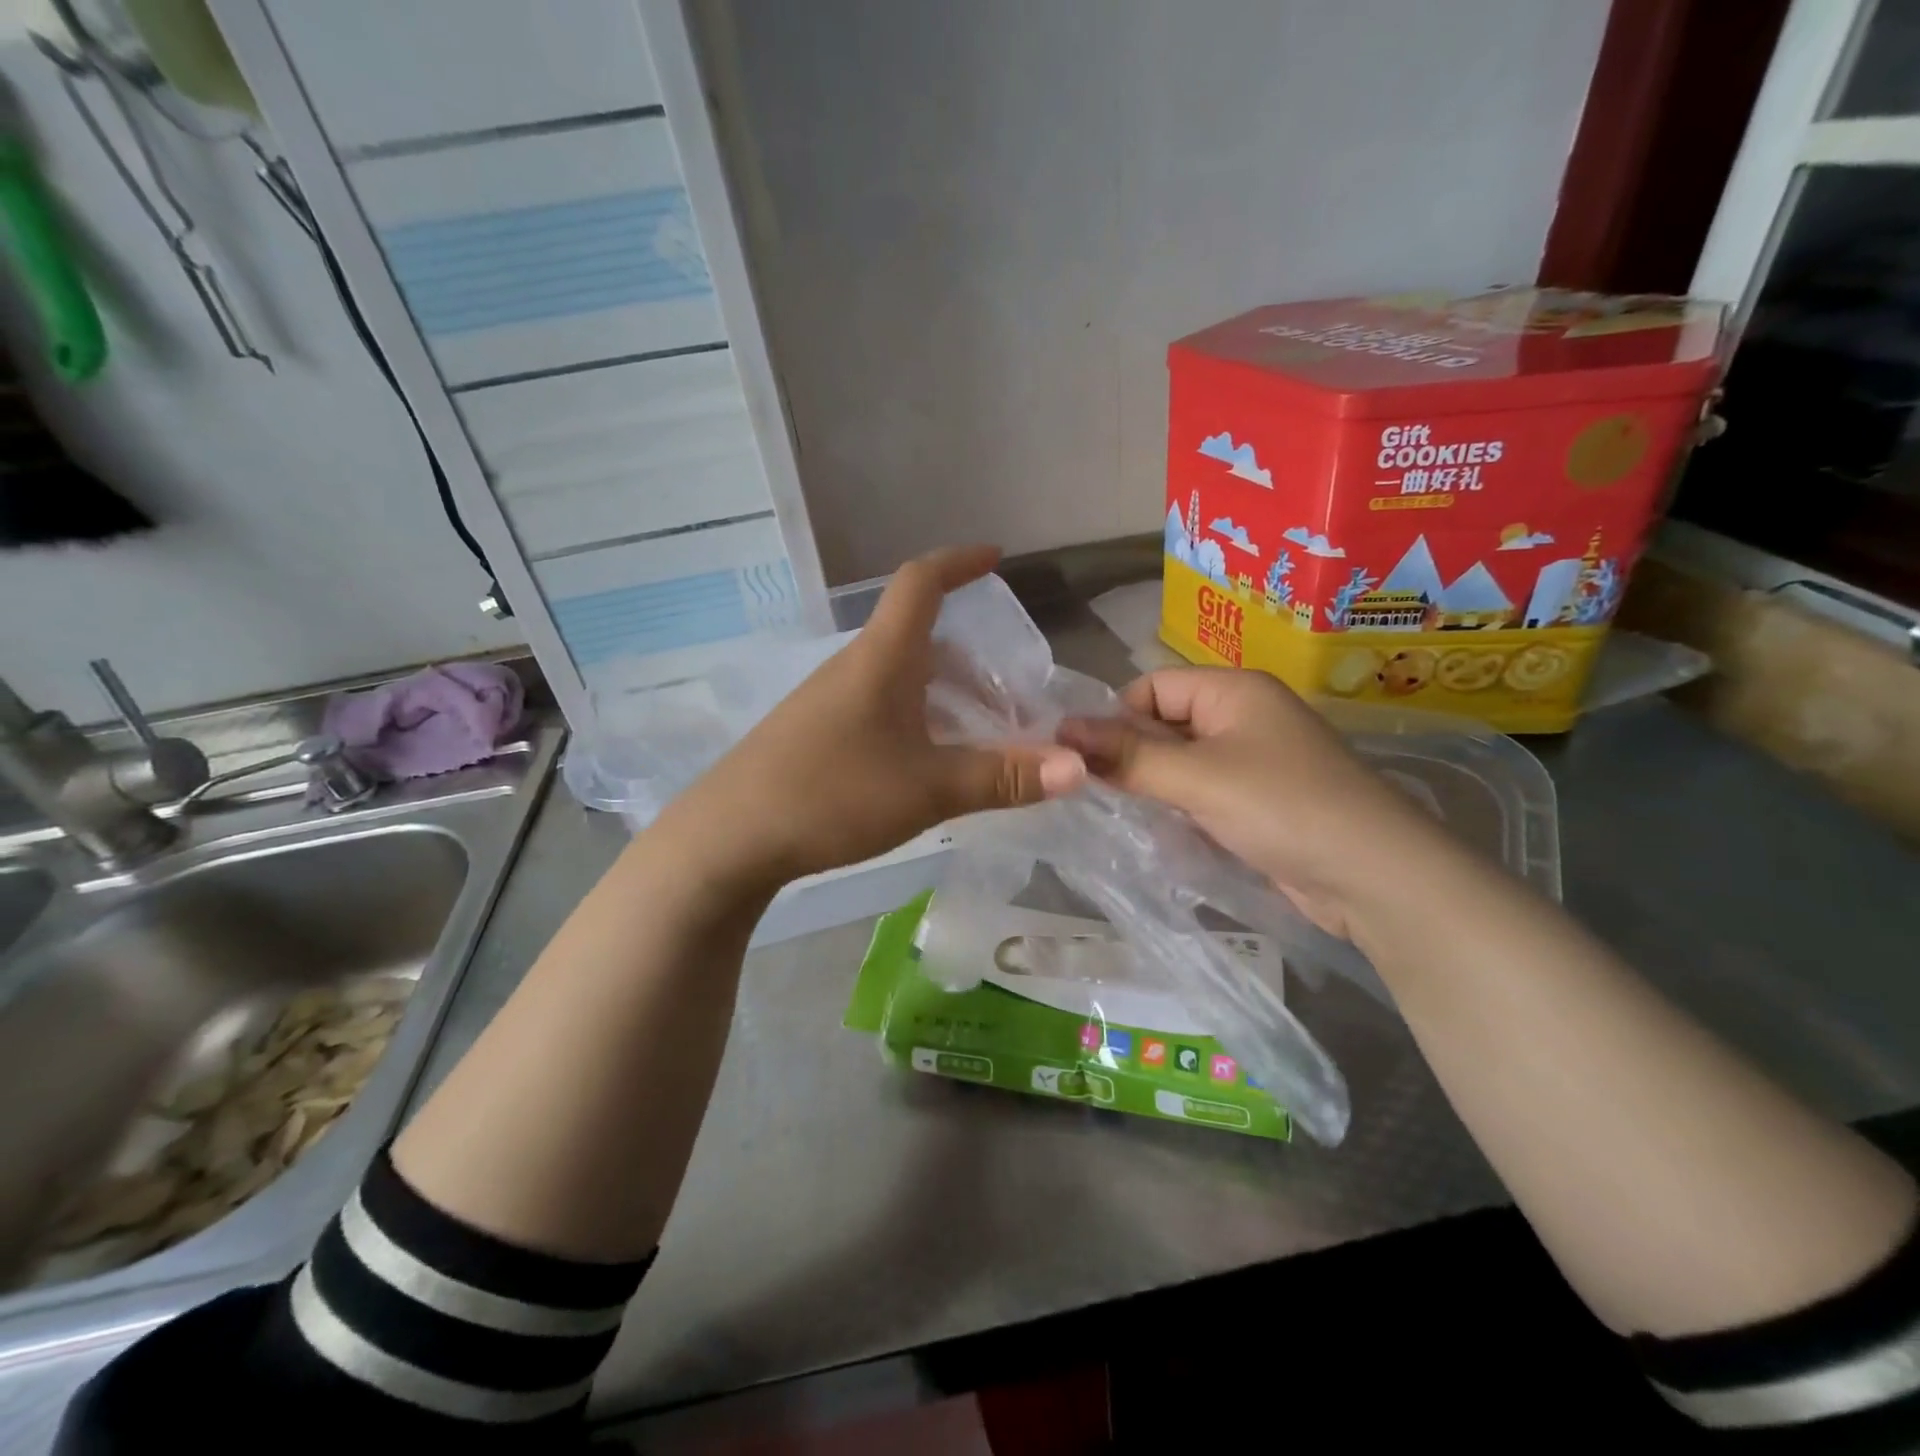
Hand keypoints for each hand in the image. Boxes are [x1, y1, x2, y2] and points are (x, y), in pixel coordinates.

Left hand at [663, 546, 1086, 891]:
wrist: (729, 838)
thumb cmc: (832, 794)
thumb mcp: (928, 789)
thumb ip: (1002, 778)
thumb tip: (1079, 769)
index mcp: (882, 658)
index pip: (921, 583)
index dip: (960, 562)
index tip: (996, 558)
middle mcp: (854, 667)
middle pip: (918, 638)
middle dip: (972, 657)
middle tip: (1012, 695)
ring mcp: (828, 701)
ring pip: (900, 678)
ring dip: (945, 693)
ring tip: (981, 734)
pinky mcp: (815, 734)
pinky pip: (879, 707)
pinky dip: (917, 718)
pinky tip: (928, 763)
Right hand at [1060, 667, 1451, 939]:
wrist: (1374, 876)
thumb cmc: (1282, 807)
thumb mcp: (1196, 777)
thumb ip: (1127, 755)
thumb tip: (1060, 730)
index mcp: (1233, 690)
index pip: (1152, 686)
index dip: (1116, 717)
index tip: (1086, 760)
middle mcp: (1244, 716)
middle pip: (1165, 723)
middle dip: (1131, 755)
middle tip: (1096, 792)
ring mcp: (1254, 760)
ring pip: (1181, 762)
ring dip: (1153, 785)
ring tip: (1124, 814)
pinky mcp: (1259, 801)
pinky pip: (1203, 792)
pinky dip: (1180, 808)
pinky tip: (1162, 834)